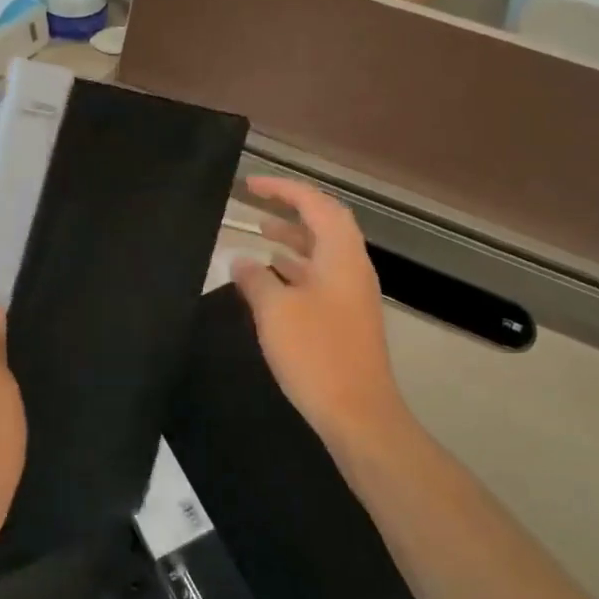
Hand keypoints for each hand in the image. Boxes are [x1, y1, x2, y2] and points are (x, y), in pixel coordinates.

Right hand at [230, 176, 403, 445]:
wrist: (357, 413)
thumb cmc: (316, 354)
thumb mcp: (276, 311)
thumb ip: (256, 279)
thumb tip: (240, 259)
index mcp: (341, 255)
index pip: (315, 204)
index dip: (284, 189)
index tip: (250, 185)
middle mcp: (351, 268)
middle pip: (324, 224)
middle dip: (290, 209)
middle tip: (256, 204)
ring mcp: (351, 295)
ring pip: (321, 253)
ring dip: (292, 240)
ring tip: (259, 234)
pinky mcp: (345, 319)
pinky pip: (319, 278)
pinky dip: (294, 269)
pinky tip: (270, 279)